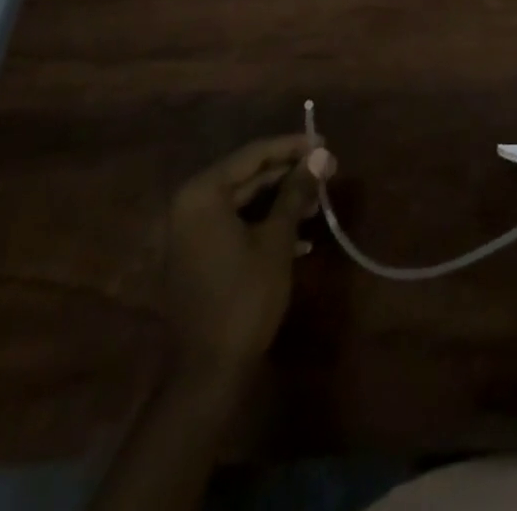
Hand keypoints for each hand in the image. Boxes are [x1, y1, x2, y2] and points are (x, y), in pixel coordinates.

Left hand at [163, 135, 335, 374]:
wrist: (207, 373)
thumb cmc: (244, 297)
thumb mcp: (277, 239)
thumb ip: (296, 191)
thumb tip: (321, 155)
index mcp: (202, 194)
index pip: (254, 155)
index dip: (292, 147)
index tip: (325, 143)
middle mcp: (188, 205)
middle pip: (247, 175)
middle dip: (289, 174)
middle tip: (327, 171)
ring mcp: (189, 232)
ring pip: (243, 200)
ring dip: (280, 199)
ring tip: (317, 201)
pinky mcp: (196, 255)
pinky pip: (234, 223)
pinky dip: (264, 222)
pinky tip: (299, 234)